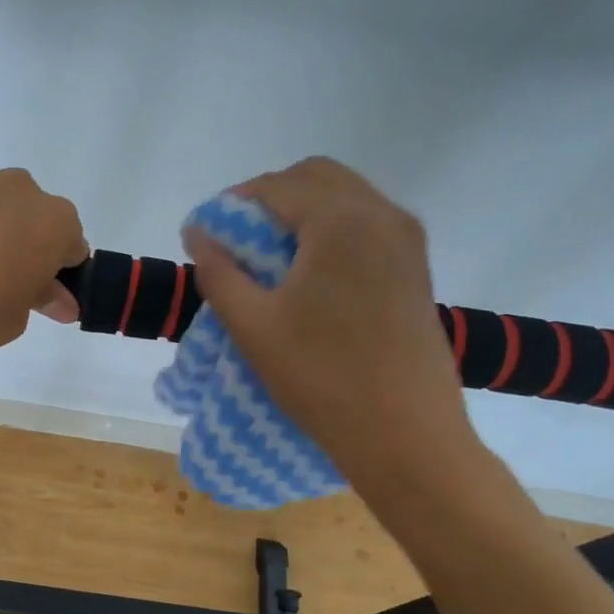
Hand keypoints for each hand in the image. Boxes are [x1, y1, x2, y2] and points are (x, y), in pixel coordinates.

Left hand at [0, 166, 86, 374]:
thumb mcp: (12, 320)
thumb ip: (39, 300)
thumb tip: (57, 298)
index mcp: (51, 221)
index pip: (72, 245)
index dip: (61, 275)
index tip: (46, 301)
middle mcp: (14, 189)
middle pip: (32, 219)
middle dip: (26, 249)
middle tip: (4, 290)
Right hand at [185, 157, 477, 489]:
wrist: (407, 436)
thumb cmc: (322, 378)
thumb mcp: (253, 325)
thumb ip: (218, 272)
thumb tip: (197, 232)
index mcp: (341, 221)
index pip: (276, 187)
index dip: (232, 205)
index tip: (206, 235)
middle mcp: (382, 215)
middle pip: (316, 177)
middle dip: (271, 197)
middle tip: (238, 240)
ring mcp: (406, 241)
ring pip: (345, 197)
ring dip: (303, 212)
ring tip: (270, 259)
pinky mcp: (416, 268)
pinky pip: (367, 224)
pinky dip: (332, 229)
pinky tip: (310, 274)